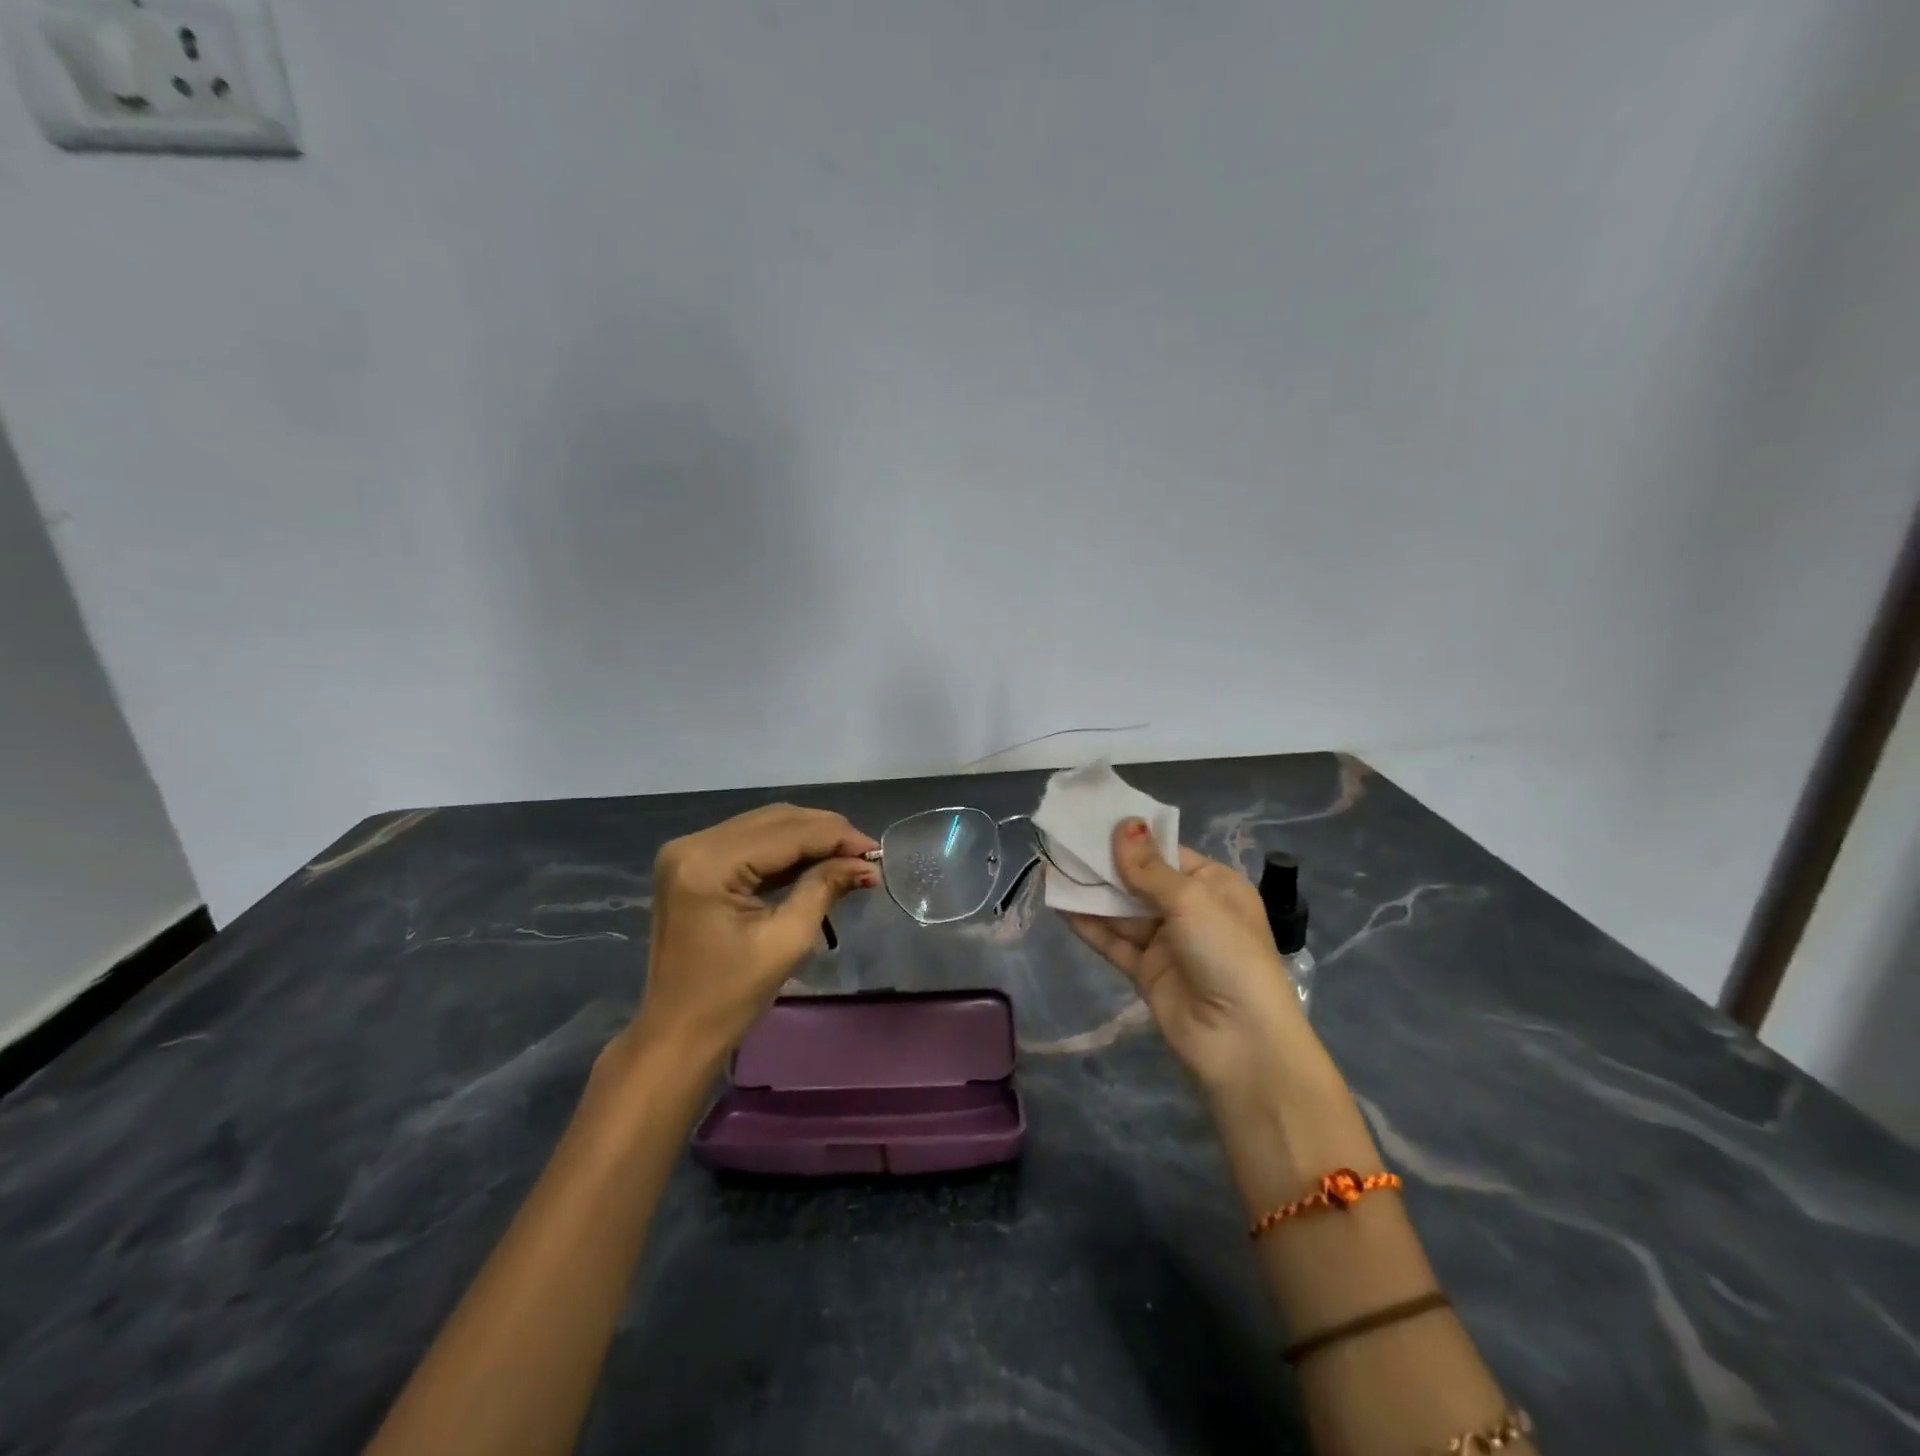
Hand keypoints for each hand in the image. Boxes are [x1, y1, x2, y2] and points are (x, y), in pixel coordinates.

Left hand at [619, 804, 878, 1071]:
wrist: (677, 1032)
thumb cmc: (730, 997)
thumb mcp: (787, 941)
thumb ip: (825, 888)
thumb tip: (867, 863)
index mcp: (708, 864)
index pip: (787, 833)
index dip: (837, 837)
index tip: (877, 851)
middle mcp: (693, 844)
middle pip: (775, 819)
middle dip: (826, 833)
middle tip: (867, 854)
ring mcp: (689, 851)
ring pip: (765, 825)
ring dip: (809, 837)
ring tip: (849, 857)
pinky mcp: (693, 862)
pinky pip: (749, 841)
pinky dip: (785, 849)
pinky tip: (816, 861)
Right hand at [1061, 820, 1326, 1101]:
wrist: (1240, 1041)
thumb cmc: (1227, 953)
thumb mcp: (1192, 901)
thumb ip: (1149, 868)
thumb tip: (1123, 824)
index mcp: (1214, 886)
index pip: (1167, 854)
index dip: (1132, 840)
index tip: (1093, 822)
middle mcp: (1191, 911)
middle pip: (1140, 881)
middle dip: (1105, 865)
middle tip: (1064, 843)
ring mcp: (1167, 944)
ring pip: (1123, 911)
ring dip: (1091, 893)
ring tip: (1052, 869)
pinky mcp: (1146, 972)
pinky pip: (1113, 942)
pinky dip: (1088, 925)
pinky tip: (1060, 906)